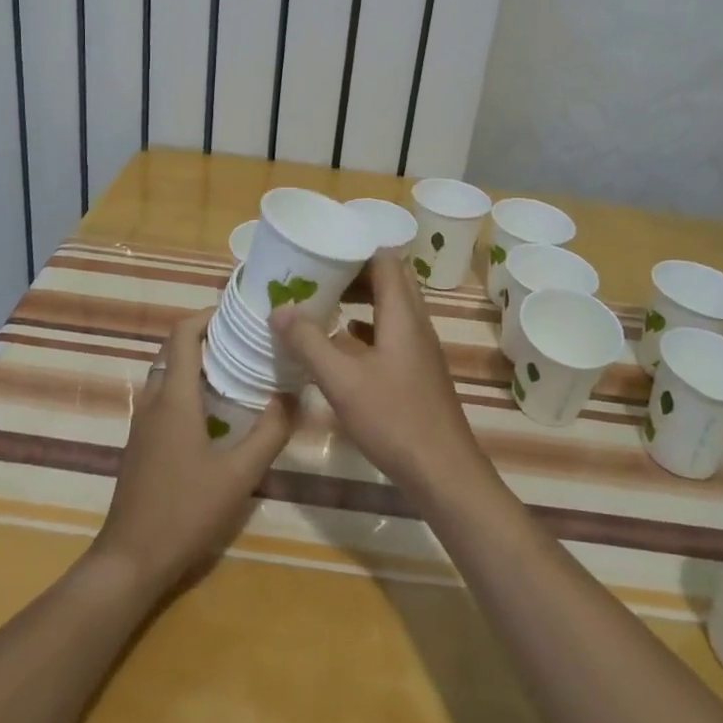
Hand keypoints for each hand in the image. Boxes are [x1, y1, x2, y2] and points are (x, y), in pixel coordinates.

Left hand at [92, 309, 294, 596]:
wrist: (130, 561)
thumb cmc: (185, 512)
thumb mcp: (239, 475)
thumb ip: (270, 432)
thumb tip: (292, 395)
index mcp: (173, 397)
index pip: (182, 334)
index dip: (207, 315)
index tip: (238, 312)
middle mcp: (153, 401)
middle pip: (174, 350)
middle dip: (207, 336)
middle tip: (246, 339)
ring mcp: (143, 423)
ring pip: (168, 374)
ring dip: (198, 363)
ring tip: (238, 368)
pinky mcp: (141, 444)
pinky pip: (165, 398)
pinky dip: (189, 387)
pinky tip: (217, 411)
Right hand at [271, 252, 493, 502]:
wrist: (442, 472)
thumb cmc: (394, 419)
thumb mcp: (343, 380)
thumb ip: (309, 342)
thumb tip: (279, 308)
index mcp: (403, 314)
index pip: (385, 260)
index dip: (355, 249)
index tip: (322, 250)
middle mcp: (415, 323)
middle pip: (388, 280)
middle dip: (353, 272)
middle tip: (317, 274)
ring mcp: (419, 348)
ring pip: (390, 307)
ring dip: (361, 299)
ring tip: (324, 301)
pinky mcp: (416, 371)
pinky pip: (390, 332)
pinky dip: (366, 328)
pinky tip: (343, 341)